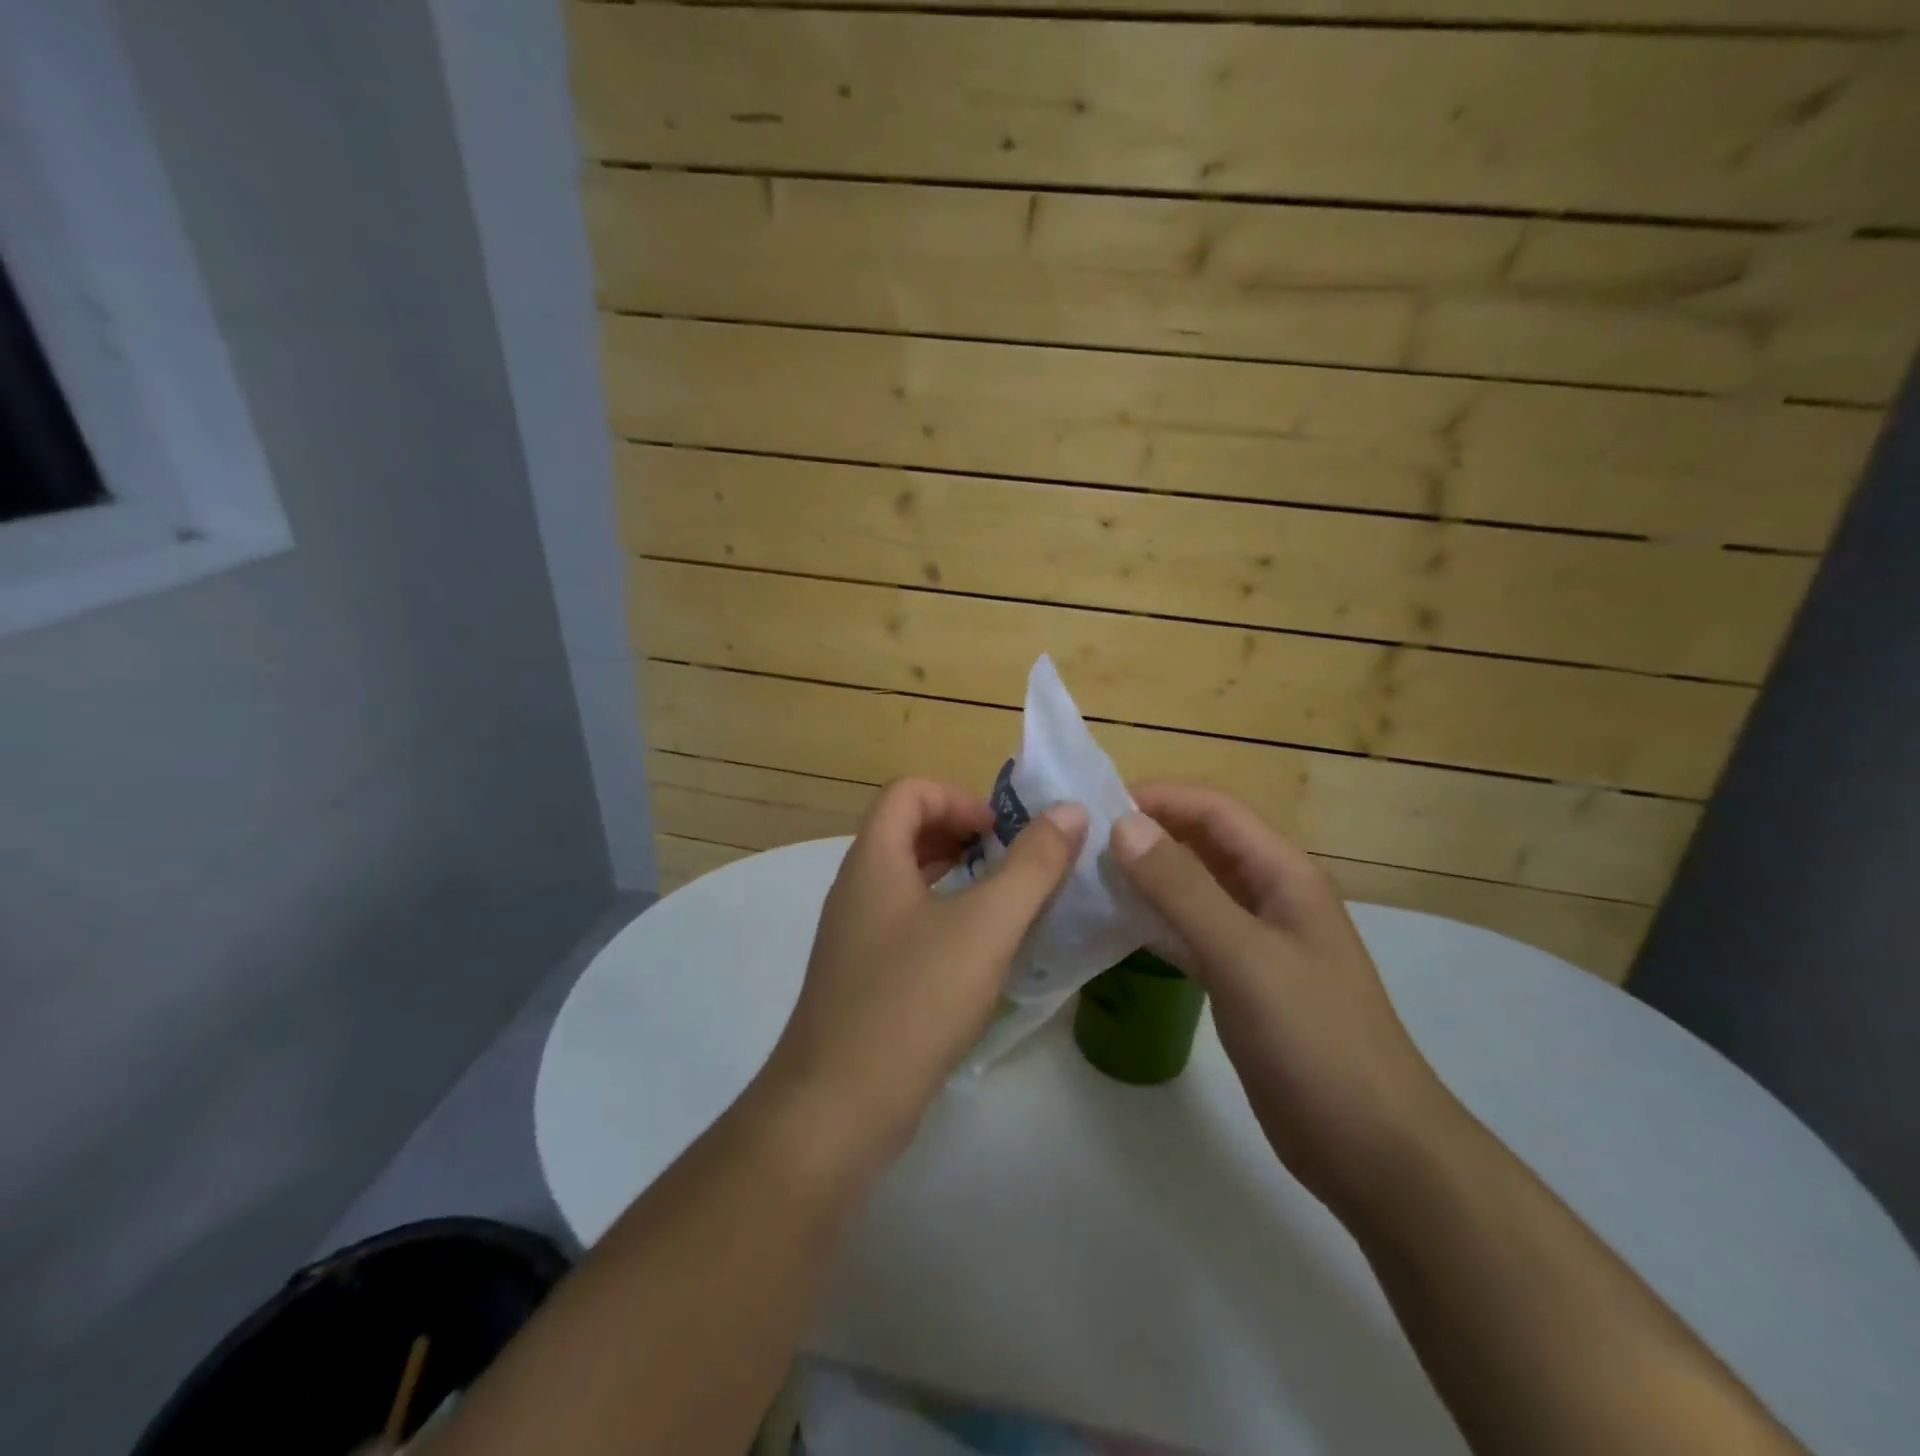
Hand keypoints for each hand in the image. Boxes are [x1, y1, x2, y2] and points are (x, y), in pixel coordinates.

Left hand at [759, 778, 1087, 1174]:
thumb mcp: (985, 926)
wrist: (837, 1109)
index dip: (959, 798)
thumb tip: (1070, 812)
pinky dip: (946, 920)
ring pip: (909, 882)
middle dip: (963, 836)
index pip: (908, 792)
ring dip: (959, 880)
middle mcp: (857, 889)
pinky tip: (981, 957)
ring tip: (1008, 905)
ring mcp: (855, 937)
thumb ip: (1032, 866)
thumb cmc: (912, 1002)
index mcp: (873, 861)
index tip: (1003, 833)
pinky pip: (907, 925)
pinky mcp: (863, 979)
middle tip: (1014, 864)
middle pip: (907, 832)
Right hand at [1110, 784, 1451, 1213]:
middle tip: (1079, 843)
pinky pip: (1190, 932)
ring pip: (1192, 888)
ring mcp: (1256, 940)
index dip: (1157, 797)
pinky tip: (1115, 929)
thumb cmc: (1314, 1039)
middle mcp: (1269, 895)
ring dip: (1146, 877)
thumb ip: (1182, 888)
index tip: (1093, 807)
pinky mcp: (1241, 980)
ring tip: (1086, 879)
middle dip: (1146, 833)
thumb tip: (1122, 825)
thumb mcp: (1244, 955)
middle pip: (1202, 843)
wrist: (1372, 1148)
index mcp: (1283, 873)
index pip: (1213, 809)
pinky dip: (1154, 922)